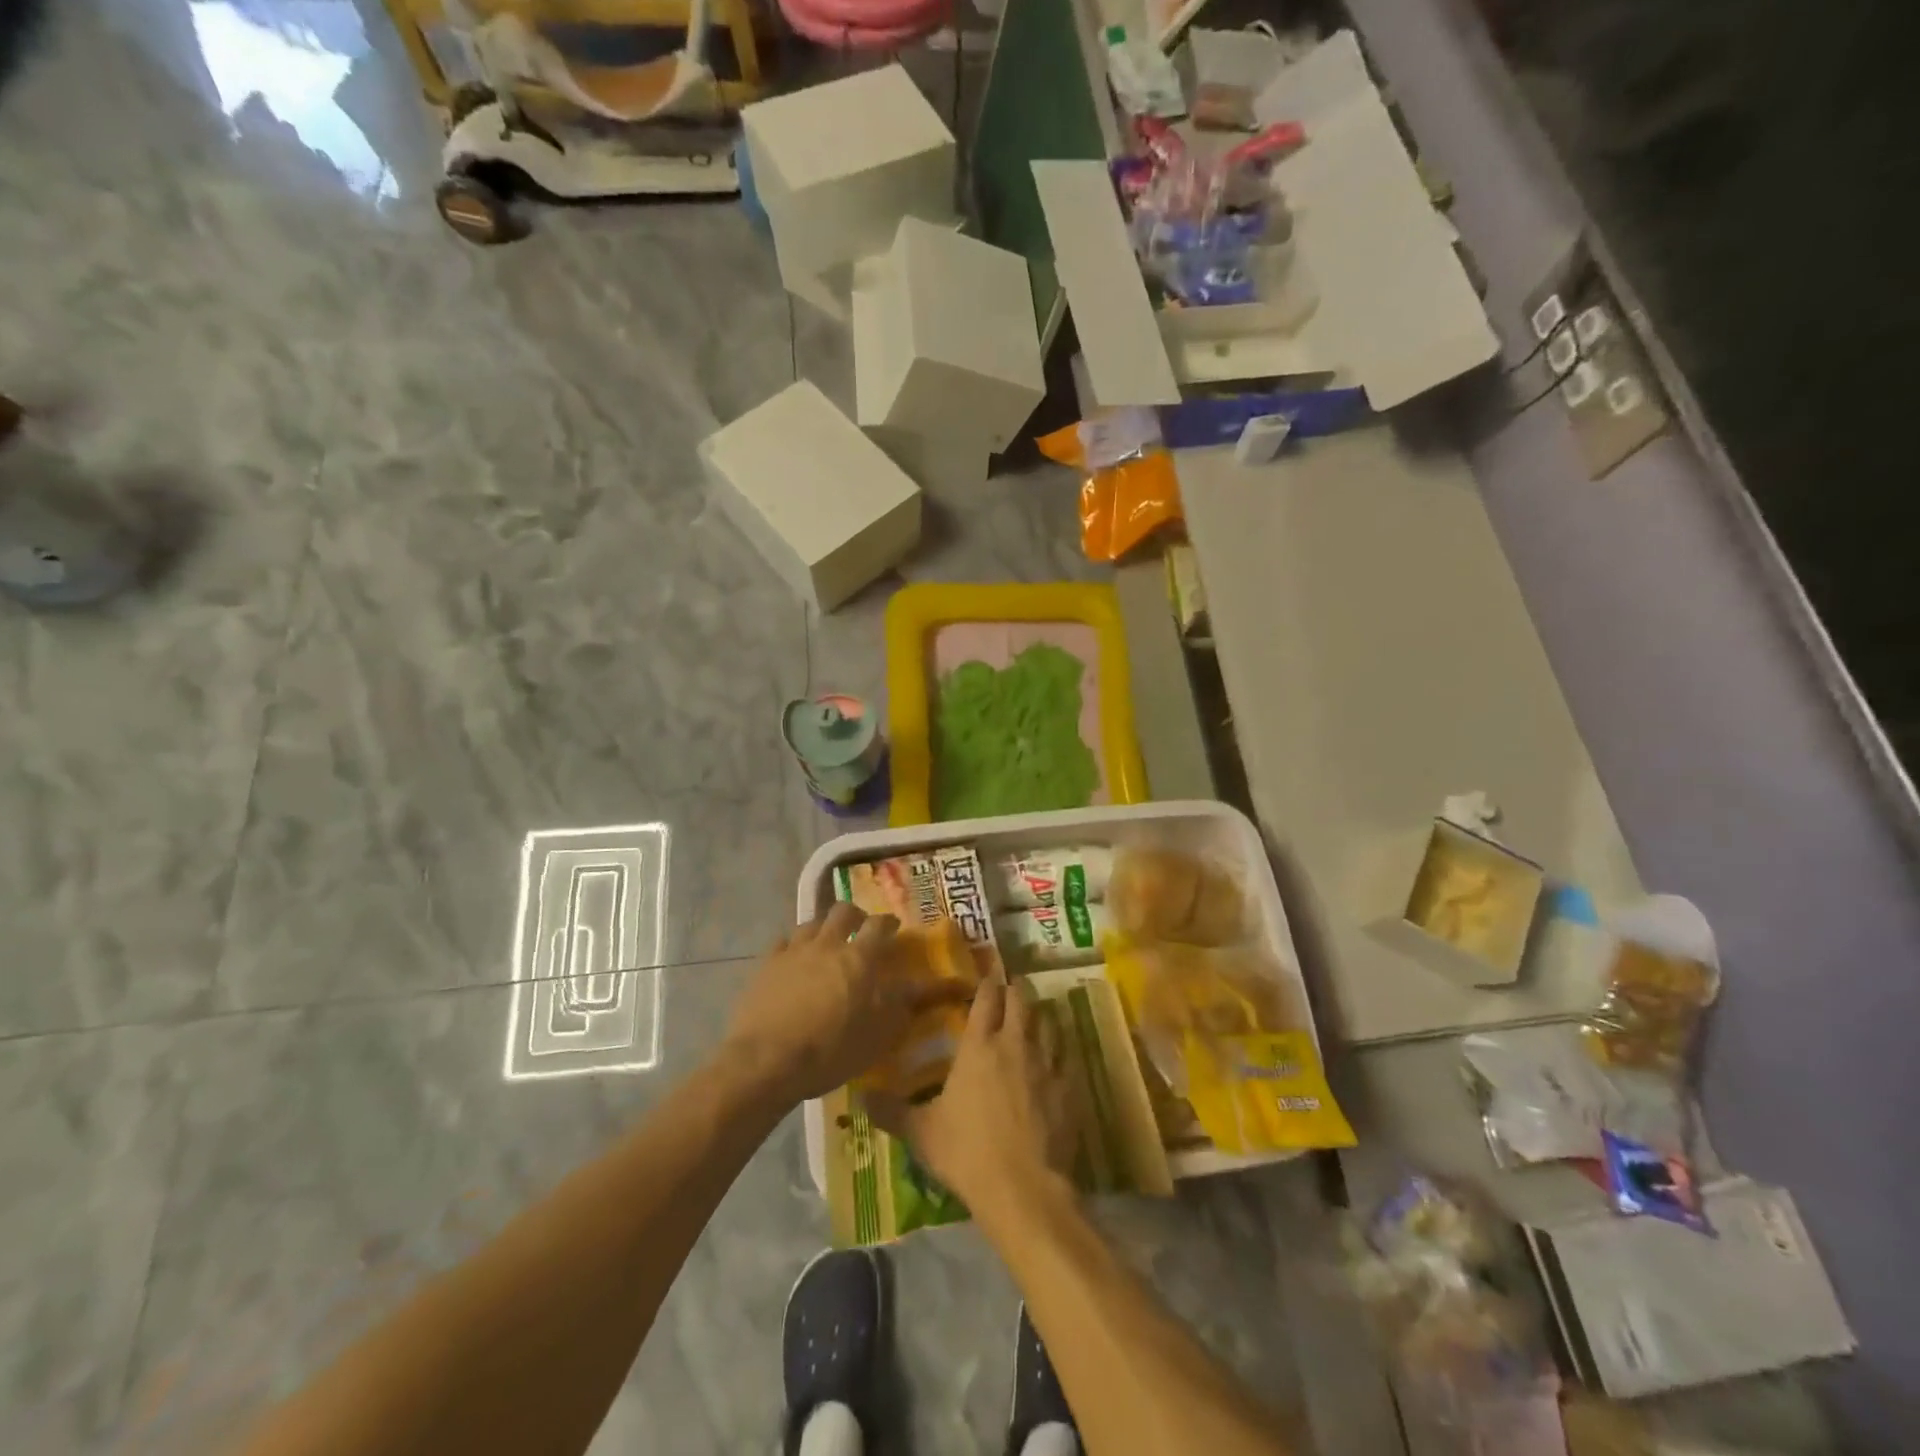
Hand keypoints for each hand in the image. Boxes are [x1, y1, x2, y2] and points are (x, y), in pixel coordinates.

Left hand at [723, 903, 957, 1106]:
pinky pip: (783, 942)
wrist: (766, 1061)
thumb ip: (901, 1004)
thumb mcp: (878, 1034)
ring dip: (824, 928)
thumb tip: (923, 984)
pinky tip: (793, 959)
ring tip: (826, 943)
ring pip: (811, 923)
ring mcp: (793, 952)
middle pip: (843, 911)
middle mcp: (827, 944)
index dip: (888, 922)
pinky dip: (793, 946)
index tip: (894, 926)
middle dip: (855, 915)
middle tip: (860, 928)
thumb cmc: (831, 1050)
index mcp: (859, 958)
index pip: (879, 925)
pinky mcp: (766, 965)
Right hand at [865, 965, 1078, 1225]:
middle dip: (1014, 990)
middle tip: (1008, 990)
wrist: (1023, 1188)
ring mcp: (1046, 1063)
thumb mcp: (922, 1133)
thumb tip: (859, 1097)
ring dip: (1039, 1015)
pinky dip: (1059, 1050)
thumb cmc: (967, 1153)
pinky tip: (1054, 1058)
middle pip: (1020, 999)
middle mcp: (1015, 1044)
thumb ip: (891, 1111)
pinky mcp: (1068, 1087)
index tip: (986, 977)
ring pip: (1047, 1022)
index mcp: (979, 1046)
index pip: (986, 998)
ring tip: (1032, 1017)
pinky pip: (1065, 1056)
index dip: (987, 984)